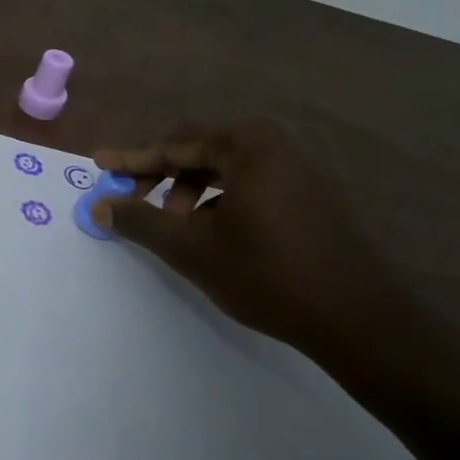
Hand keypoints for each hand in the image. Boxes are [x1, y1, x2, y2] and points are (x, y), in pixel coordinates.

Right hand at [93, 119, 405, 359]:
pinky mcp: (316, 191)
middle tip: (134, 204)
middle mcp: (278, 141)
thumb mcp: (192, 248)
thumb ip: (139, 221)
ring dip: (192, 192)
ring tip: (179, 229)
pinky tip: (215, 233)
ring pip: (227, 168)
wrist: (360, 318)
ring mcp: (303, 164)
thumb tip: (99, 206)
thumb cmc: (268, 274)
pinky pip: (253, 182)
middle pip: (201, 150)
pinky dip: (222, 200)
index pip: (175, 143)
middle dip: (163, 177)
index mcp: (249, 142)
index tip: (99, 164)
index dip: (132, 159)